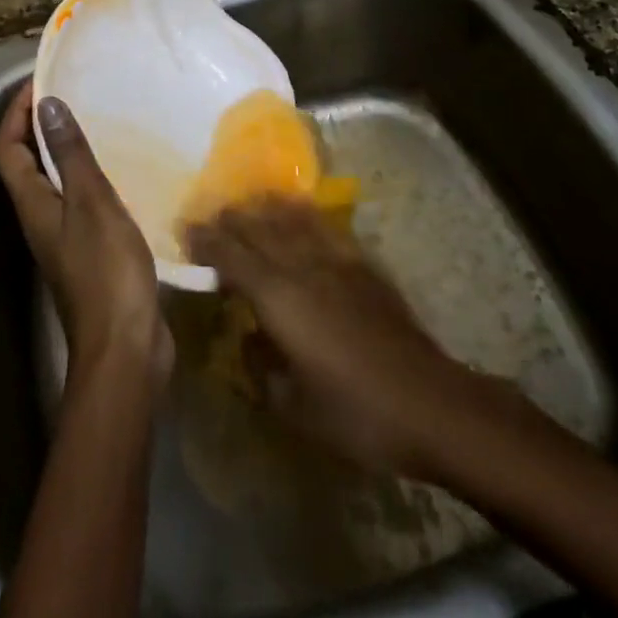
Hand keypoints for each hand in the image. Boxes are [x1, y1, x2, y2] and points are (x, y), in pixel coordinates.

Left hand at [0, 82, 173, 389]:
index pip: (8, 148)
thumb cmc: (106, 271)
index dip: (15, 113)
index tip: (41, 82)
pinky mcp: (88, 251)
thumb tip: (46, 105)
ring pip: (52, 180)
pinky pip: (79, 199)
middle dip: (39, 124)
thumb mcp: (91, 203)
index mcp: (32, 203)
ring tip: (96, 120)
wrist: (125, 349)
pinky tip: (119, 167)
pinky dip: (88, 174)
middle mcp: (39, 217)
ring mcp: (63, 236)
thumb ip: (70, 154)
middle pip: (25, 161)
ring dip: (64, 148)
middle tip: (71, 93)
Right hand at [186, 198, 509, 477]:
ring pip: (290, 220)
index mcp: (279, 299)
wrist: (430, 403)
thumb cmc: (357, 414)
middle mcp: (302, 267)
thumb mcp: (295, 408)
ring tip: (247, 203)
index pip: (232, 257)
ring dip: (263, 208)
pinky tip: (297, 209)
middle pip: (258, 229)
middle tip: (208, 214)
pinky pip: (324, 227)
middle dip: (230, 219)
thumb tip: (249, 339)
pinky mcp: (362, 264)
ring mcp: (335, 260)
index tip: (186, 231)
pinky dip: (303, 213)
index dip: (207, 241)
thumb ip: (261, 368)